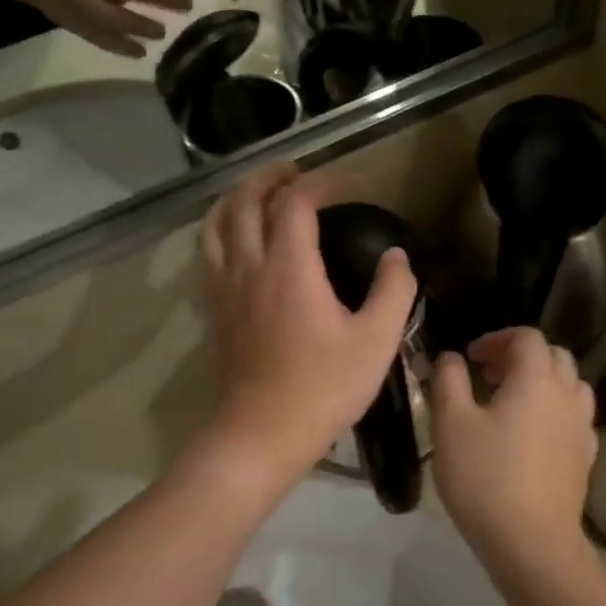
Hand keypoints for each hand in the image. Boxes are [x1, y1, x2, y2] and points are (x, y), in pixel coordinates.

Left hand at [201, 164, 417, 478]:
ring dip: (236, 198)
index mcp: (289, 266)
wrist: (262, 433)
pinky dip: (221, 230)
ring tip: (257, 194)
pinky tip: (236, 241)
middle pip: (245, 201)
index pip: (294, 203)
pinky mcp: (214, 310)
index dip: (317, 183)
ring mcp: (225, 288)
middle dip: (268, 178)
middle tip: (293, 172)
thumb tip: (396, 256)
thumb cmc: (324, 387)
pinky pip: (209, 252)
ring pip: (217, 224)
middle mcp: (249, 266)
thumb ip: (394, 290)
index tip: (340, 184)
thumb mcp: (376, 340)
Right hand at [431, 328, 598, 568]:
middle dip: (520, 356)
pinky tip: (531, 434)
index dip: (496, 339)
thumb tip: (451, 358)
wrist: (532, 543)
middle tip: (489, 375)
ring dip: (543, 381)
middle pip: (554, 355)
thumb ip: (449, 380)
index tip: (470, 358)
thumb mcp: (451, 424)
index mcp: (535, 379)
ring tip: (512, 401)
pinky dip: (554, 410)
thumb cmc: (485, 477)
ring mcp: (581, 427)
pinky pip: (574, 416)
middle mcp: (566, 395)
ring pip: (570, 385)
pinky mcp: (585, 457)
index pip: (527, 337)